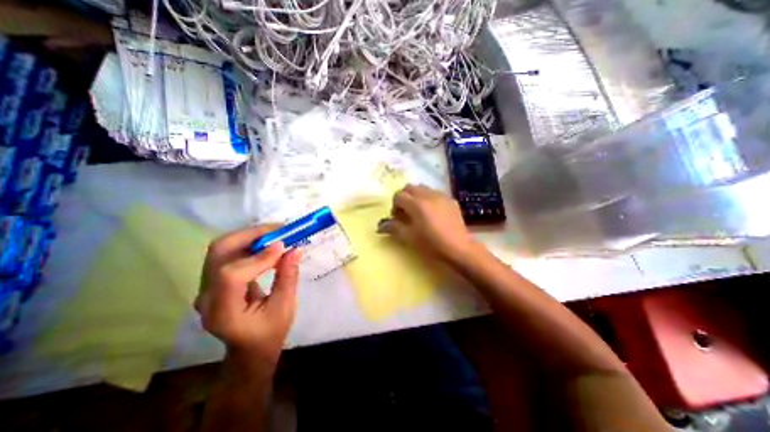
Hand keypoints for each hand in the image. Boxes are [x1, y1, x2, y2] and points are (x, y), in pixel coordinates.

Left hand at [194, 224, 301, 365]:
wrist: (250, 348)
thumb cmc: (269, 333)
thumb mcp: (285, 307)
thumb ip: (288, 277)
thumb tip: (295, 249)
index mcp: (222, 312)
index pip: (231, 276)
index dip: (258, 257)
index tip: (284, 246)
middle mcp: (207, 296)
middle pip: (219, 252)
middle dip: (250, 235)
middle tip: (278, 230)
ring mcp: (207, 286)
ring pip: (222, 248)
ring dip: (250, 236)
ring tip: (276, 233)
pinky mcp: (214, 279)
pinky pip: (229, 252)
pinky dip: (249, 242)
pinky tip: (267, 243)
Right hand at [381, 184, 473, 260]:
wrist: (458, 247)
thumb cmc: (431, 244)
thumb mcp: (409, 237)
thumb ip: (394, 228)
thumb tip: (380, 226)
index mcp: (416, 204)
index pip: (399, 196)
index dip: (394, 205)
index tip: (397, 217)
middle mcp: (428, 195)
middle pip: (410, 187)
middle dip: (404, 197)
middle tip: (405, 211)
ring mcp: (441, 196)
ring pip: (423, 188)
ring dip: (416, 196)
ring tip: (419, 211)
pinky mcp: (450, 200)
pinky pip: (435, 193)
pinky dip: (429, 198)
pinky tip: (433, 212)